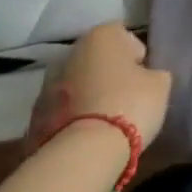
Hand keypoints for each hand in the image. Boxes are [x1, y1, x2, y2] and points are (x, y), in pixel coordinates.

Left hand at [28, 23, 170, 147]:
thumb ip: (152, 74)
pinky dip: (71, 121)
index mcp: (100, 35)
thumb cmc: (129, 104)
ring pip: (75, 87)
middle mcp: (69, 54)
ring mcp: (46, 87)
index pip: (123, 36)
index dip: (136, 57)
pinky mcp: (32, 121)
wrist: (82, 155)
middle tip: (124, 99)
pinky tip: (86, 139)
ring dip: (87, 98)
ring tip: (104, 124)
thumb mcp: (159, 84)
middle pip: (95, 61)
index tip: (143, 78)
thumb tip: (145, 78)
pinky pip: (61, 114)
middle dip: (107, 76)